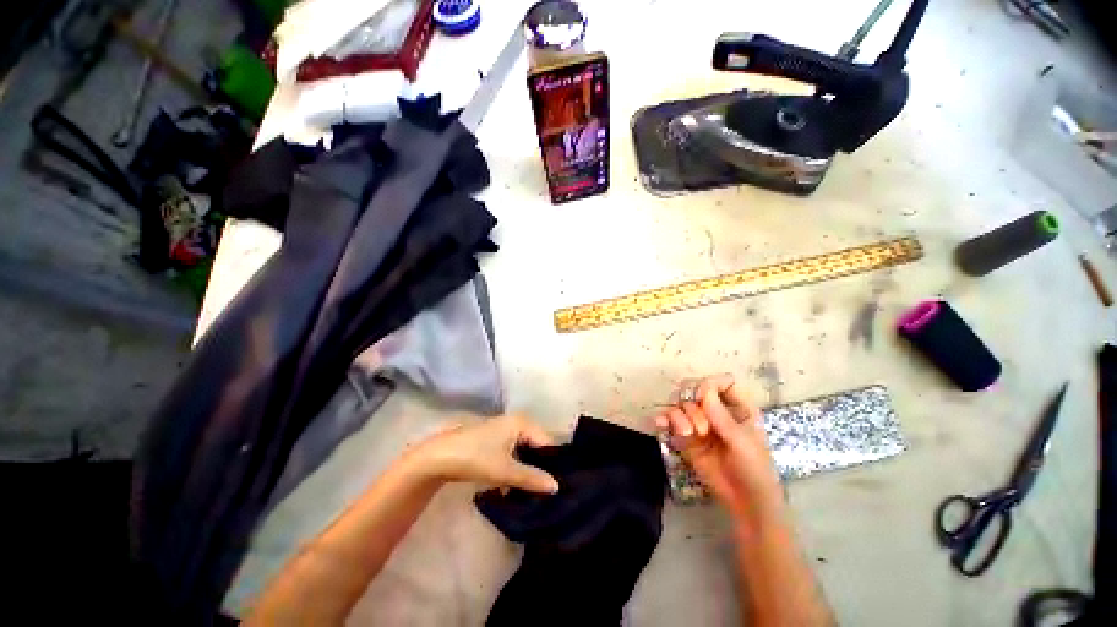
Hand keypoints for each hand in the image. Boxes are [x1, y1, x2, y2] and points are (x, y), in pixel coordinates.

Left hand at [412, 415, 559, 494]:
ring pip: (524, 451)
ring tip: (533, 492)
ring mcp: (504, 431)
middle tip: (547, 491)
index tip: (559, 485)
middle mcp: (516, 422)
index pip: (547, 442)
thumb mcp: (505, 471)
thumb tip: (556, 486)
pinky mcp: (494, 441)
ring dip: (527, 470)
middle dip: (540, 467)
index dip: (553, 463)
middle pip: (536, 446)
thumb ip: (531, 478)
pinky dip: (515, 468)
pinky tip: (515, 486)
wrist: (438, 458)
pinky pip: (513, 454)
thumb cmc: (475, 458)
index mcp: (522, 422)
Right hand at [655, 374, 782, 521]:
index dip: (710, 384)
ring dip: (679, 414)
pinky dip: (663, 418)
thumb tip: (703, 389)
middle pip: (695, 389)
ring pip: (681, 403)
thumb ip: (721, 416)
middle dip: (692, 402)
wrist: (744, 501)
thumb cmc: (753, 468)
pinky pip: (670, 420)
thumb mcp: (741, 441)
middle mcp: (715, 410)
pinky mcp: (685, 435)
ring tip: (687, 433)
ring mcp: (699, 422)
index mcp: (737, 407)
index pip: (722, 382)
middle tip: (698, 423)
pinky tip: (660, 424)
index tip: (703, 396)